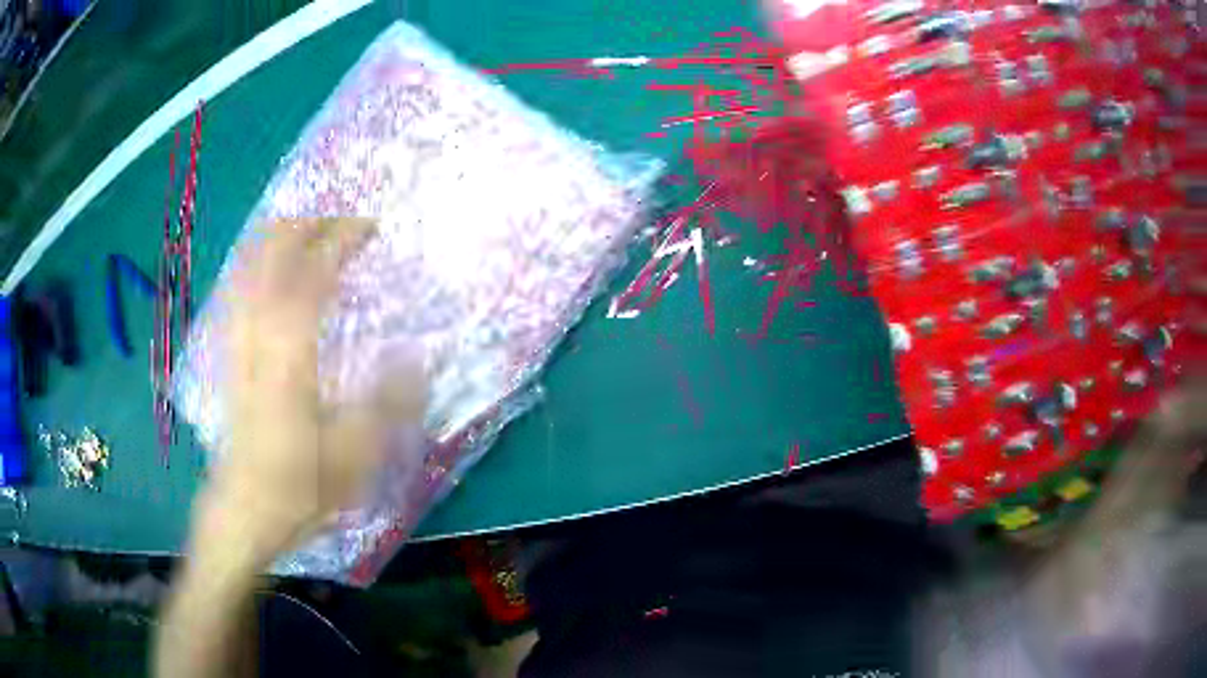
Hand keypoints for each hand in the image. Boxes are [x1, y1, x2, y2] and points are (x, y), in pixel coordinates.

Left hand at [203, 217, 426, 562]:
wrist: (244, 508)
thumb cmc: (299, 486)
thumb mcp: (355, 456)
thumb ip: (388, 403)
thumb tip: (420, 358)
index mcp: (290, 352)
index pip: (314, 271)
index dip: (343, 238)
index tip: (373, 226)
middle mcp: (258, 331)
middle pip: (272, 249)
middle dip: (309, 222)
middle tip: (344, 222)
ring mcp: (238, 337)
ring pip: (250, 261)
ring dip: (282, 235)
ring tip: (315, 232)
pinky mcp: (230, 349)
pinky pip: (239, 284)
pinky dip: (259, 261)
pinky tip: (276, 268)